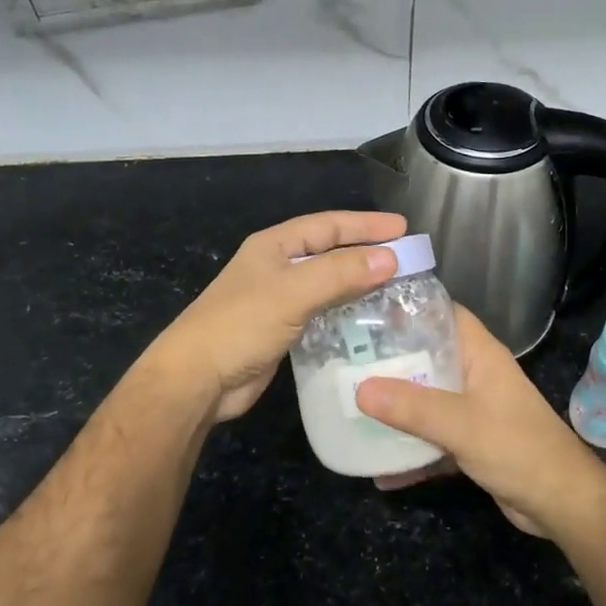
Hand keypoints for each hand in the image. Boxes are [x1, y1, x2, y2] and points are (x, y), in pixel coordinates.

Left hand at [151, 210, 406, 422]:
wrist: (198, 380)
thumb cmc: (241, 325)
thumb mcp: (293, 293)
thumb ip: (340, 274)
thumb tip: (390, 258)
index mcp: (274, 246)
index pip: (328, 225)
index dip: (365, 225)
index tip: (404, 229)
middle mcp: (277, 268)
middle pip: (330, 253)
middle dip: (367, 254)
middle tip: (408, 260)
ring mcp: (278, 301)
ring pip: (328, 285)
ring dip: (359, 285)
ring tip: (397, 290)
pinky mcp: (282, 332)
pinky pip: (322, 314)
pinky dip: (346, 313)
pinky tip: (369, 322)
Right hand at [356, 307, 605, 539]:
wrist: (562, 503)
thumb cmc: (518, 448)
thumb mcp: (461, 424)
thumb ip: (411, 407)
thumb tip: (359, 389)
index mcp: (480, 355)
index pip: (443, 314)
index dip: (408, 308)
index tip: (365, 312)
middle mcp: (476, 376)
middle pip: (428, 357)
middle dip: (390, 361)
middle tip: (345, 362)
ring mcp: (474, 410)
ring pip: (427, 399)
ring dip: (396, 407)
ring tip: (351, 406)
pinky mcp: (472, 442)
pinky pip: (432, 438)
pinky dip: (410, 450)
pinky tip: (378, 468)